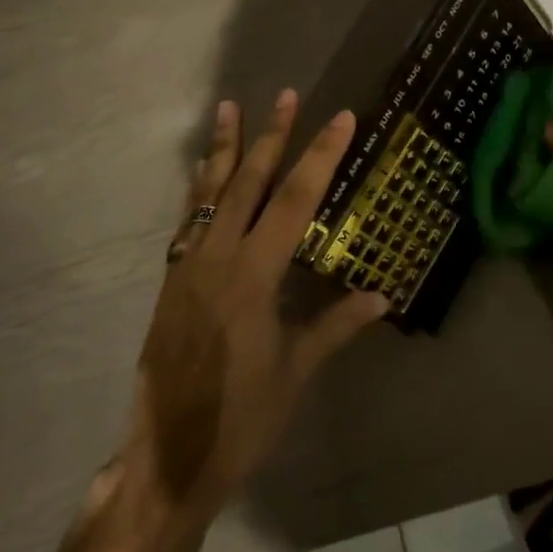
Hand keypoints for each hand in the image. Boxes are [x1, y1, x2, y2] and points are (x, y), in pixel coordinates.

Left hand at [120, 90, 389, 536]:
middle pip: (248, 183)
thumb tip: (383, 296)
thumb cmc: (241, 419)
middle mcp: (217, 258)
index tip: (340, 118)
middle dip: (271, 136)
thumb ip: (336, 326)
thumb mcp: (296, 372)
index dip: (319, 157)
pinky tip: (204, 171)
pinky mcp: (172, 279)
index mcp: (253, 276)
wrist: (169, 456)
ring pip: (209, 193)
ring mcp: (189, 265)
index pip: (294, 201)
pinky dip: (200, 188)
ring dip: (224, 148)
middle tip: (286, 95)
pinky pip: (188, 219)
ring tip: (230, 107)